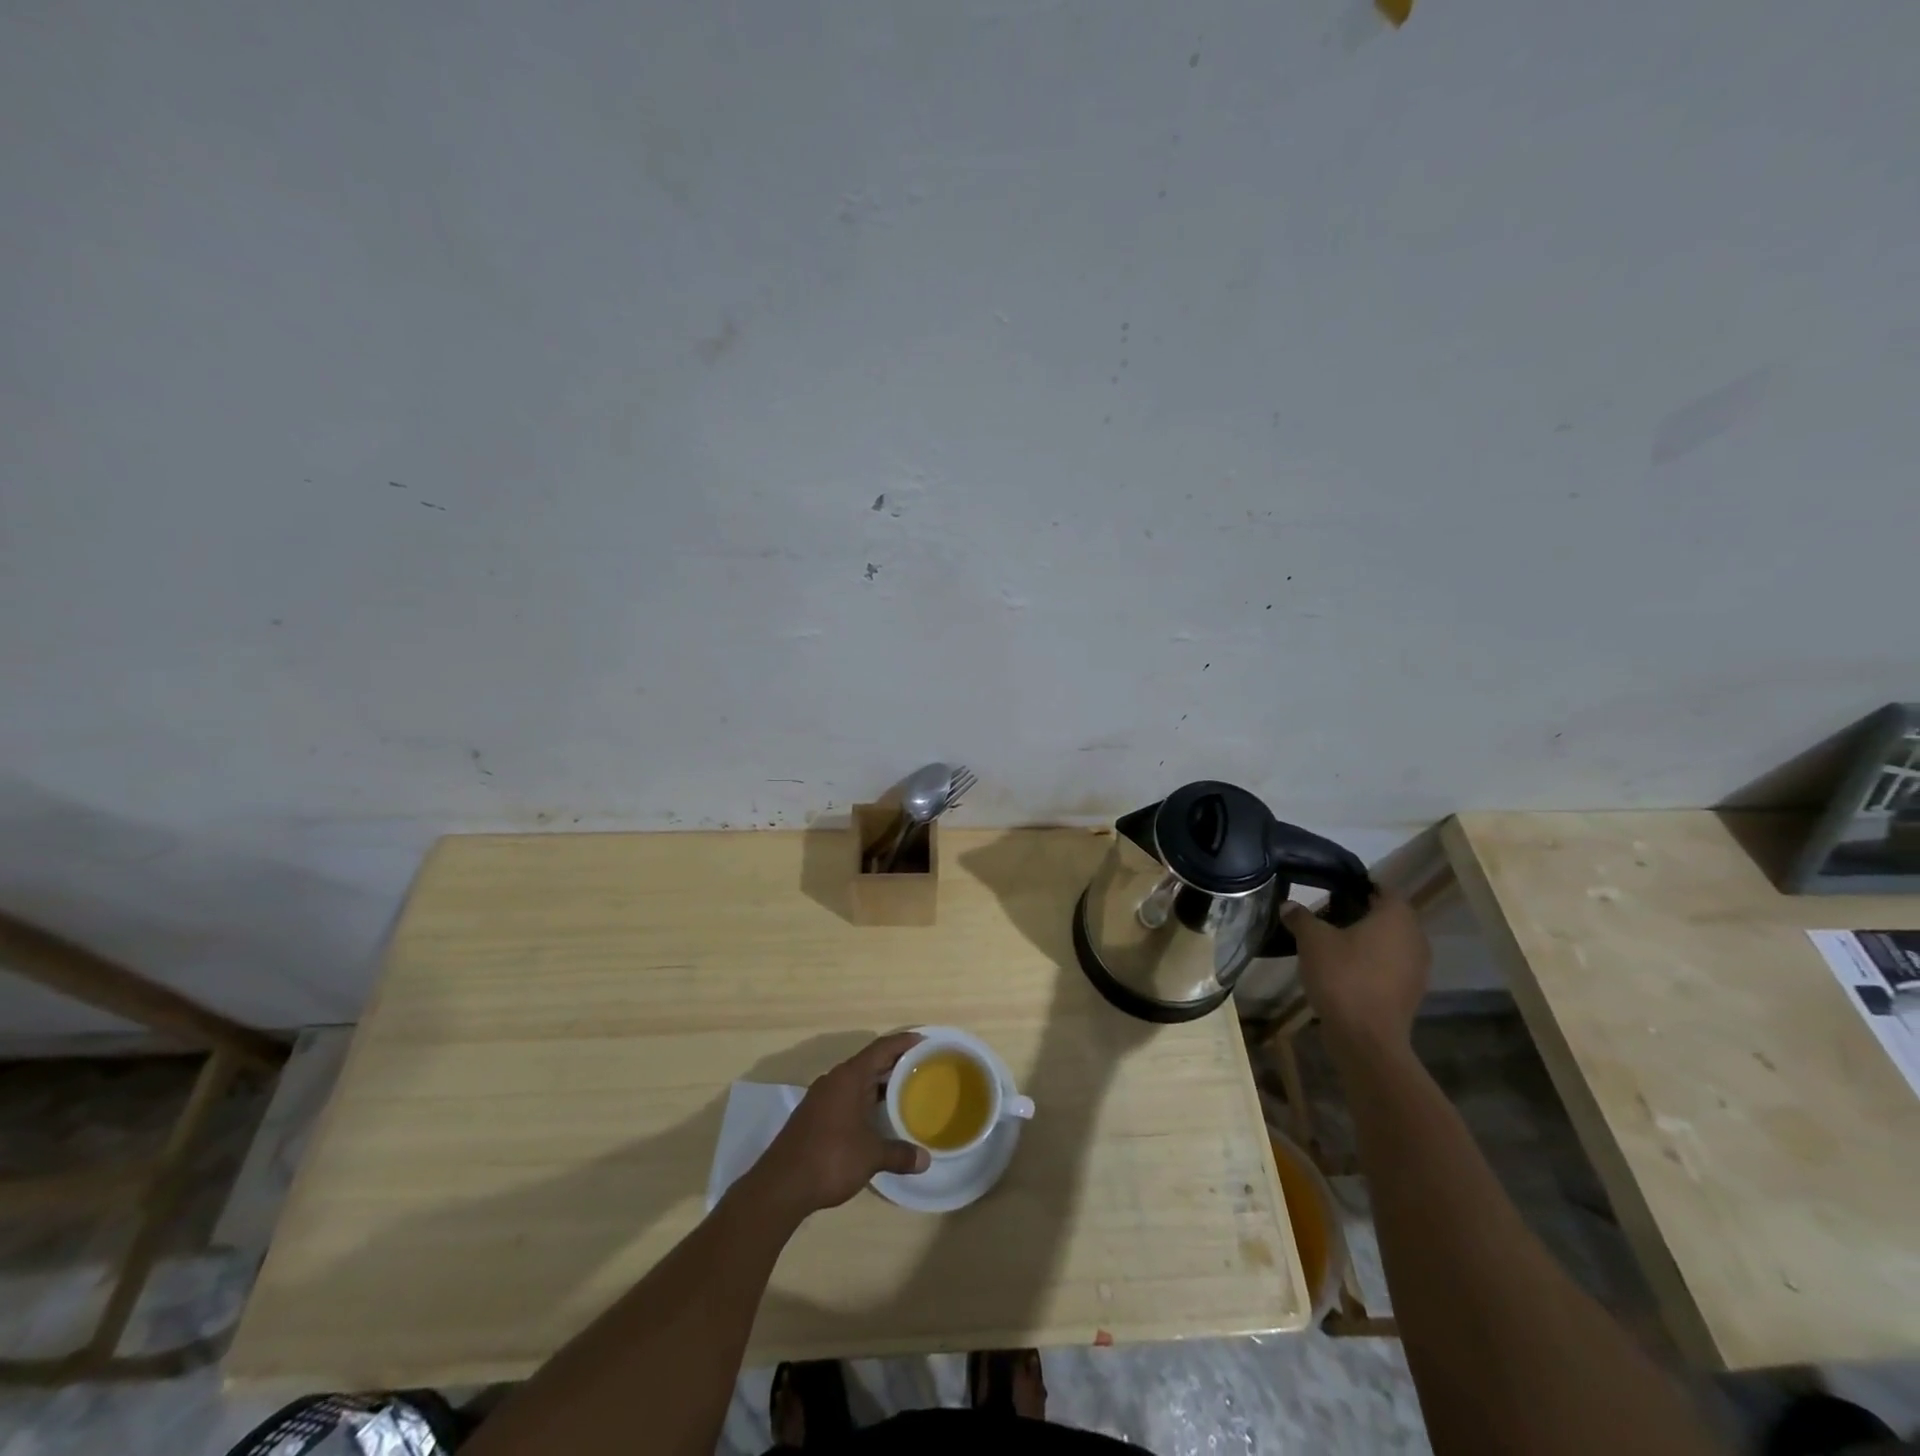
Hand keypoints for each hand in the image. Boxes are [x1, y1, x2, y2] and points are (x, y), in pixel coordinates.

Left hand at [750, 1033, 929, 1217]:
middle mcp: (835, 1080)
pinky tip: (878, 1116)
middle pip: (870, 1062)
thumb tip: (926, 1160)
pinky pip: (847, 1096)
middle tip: (923, 1067)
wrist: (781, 1186)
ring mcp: (822, 1097)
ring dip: (879, 1083)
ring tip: (906, 1090)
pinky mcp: (815, 1115)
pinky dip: (866, 1099)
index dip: (903, 1042)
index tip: (925, 1041)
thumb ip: (899, 1153)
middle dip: (895, 1063)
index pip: (881, 1048)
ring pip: (857, 1081)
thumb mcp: (871, 1156)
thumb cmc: (830, 1158)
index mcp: (849, 1077)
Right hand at [1282, 890, 1429, 1056]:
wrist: (1366, 1038)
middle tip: (1326, 913)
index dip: (1356, 886)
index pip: (1382, 888)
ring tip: (1332, 941)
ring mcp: (1417, 967)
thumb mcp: (1312, 940)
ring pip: (1390, 941)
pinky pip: (1390, 964)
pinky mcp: (1410, 991)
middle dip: (1359, 912)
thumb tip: (1288, 905)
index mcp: (1396, 917)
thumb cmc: (1343, 976)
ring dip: (1366, 939)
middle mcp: (1415, 937)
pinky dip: (1371, 961)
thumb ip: (1301, 917)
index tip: (1331, 888)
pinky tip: (1344, 968)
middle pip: (1387, 915)